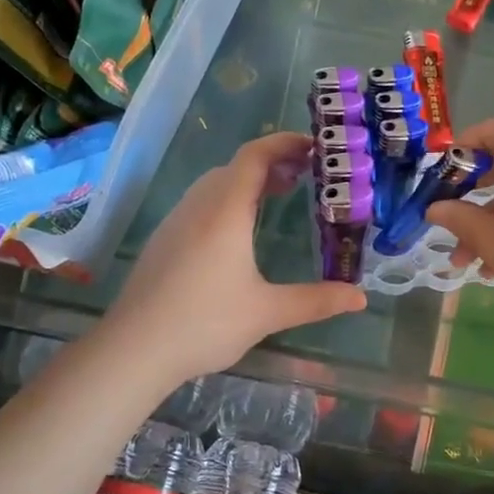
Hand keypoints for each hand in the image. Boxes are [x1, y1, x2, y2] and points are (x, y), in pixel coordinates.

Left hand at [103, 132, 365, 382]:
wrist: (133, 349)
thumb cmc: (204, 323)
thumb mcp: (267, 313)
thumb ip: (316, 301)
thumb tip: (360, 297)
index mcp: (225, 211)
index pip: (255, 156)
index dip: (285, 144)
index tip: (315, 147)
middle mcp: (198, 206)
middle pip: (236, 166)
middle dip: (273, 162)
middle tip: (307, 176)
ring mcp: (176, 221)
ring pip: (215, 184)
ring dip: (248, 181)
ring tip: (278, 197)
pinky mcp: (163, 240)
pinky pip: (201, 203)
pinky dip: (228, 200)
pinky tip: (238, 232)